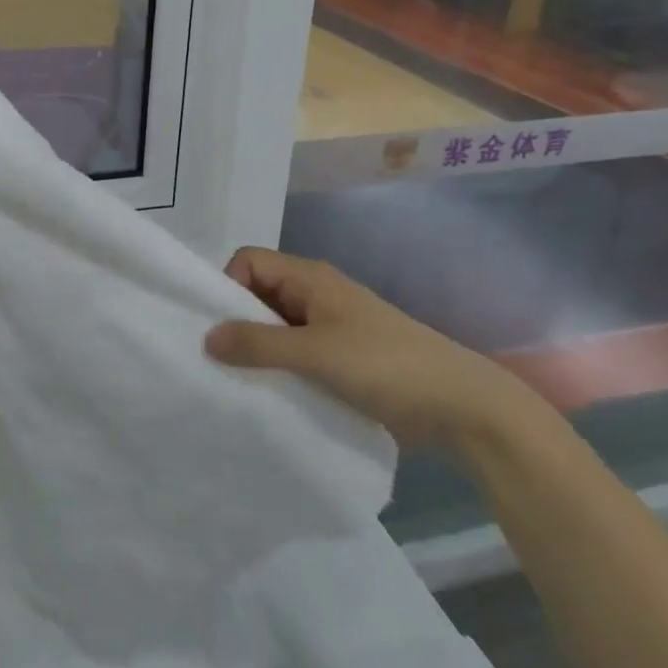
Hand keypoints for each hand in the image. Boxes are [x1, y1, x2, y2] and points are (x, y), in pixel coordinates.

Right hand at [205, 247, 544, 453]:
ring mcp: (329, 327)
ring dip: (256, 349)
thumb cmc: (386, 365)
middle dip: (235, 321)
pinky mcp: (340, 359)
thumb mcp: (316, 353)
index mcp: (310, 278)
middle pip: (258, 293)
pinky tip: (267, 394)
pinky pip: (294, 353)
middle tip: (215, 360)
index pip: (249, 261)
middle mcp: (315, 295)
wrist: (461, 406)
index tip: (216, 326)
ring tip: (236, 382)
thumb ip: (259, 344)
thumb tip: (206, 337)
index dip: (226, 285)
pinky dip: (277, 368)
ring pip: (275, 327)